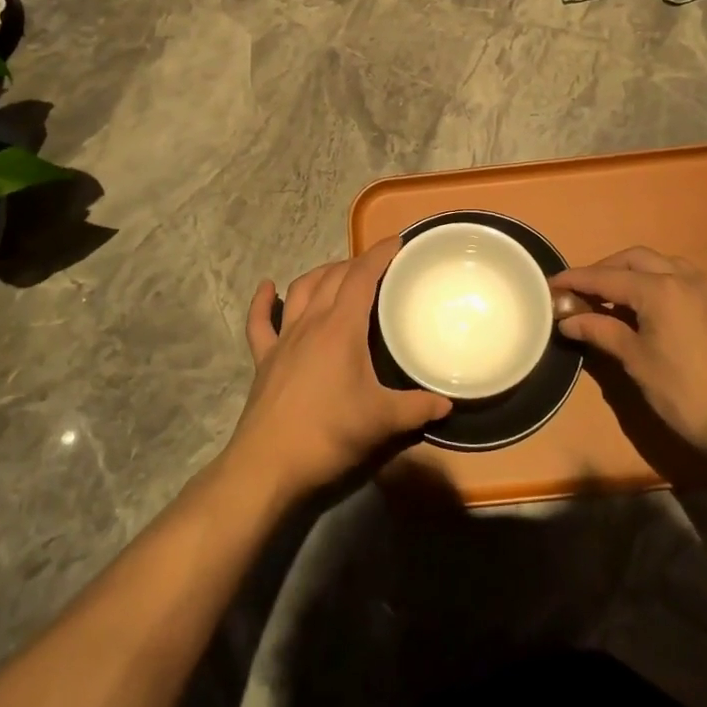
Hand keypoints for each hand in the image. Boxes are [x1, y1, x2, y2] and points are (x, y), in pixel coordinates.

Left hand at [227, 239, 451, 501]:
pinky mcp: (264, 359)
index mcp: (341, 328)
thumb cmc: (328, 434)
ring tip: (337, 271)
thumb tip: (447, 403)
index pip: (362, 277)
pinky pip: (259, 322)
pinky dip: (262, 302)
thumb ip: (417, 409)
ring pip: (301, 290)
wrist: (268, 465)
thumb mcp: (381, 422)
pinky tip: (267, 287)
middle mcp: (311, 323)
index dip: (379, 255)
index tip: (397, 242)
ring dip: (320, 274)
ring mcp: (283, 339)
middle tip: (378, 265)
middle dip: (356, 263)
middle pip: (333, 277)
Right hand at [549, 247, 706, 446]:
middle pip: (635, 259)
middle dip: (606, 269)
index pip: (606, 278)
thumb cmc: (684, 393)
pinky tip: (659, 306)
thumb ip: (601, 331)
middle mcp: (685, 278)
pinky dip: (665, 282)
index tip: (553, 283)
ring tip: (621, 295)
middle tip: (585, 289)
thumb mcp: (636, 361)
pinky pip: (690, 279)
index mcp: (659, 290)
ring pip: (665, 263)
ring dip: (638, 271)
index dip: (577, 279)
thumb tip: (567, 320)